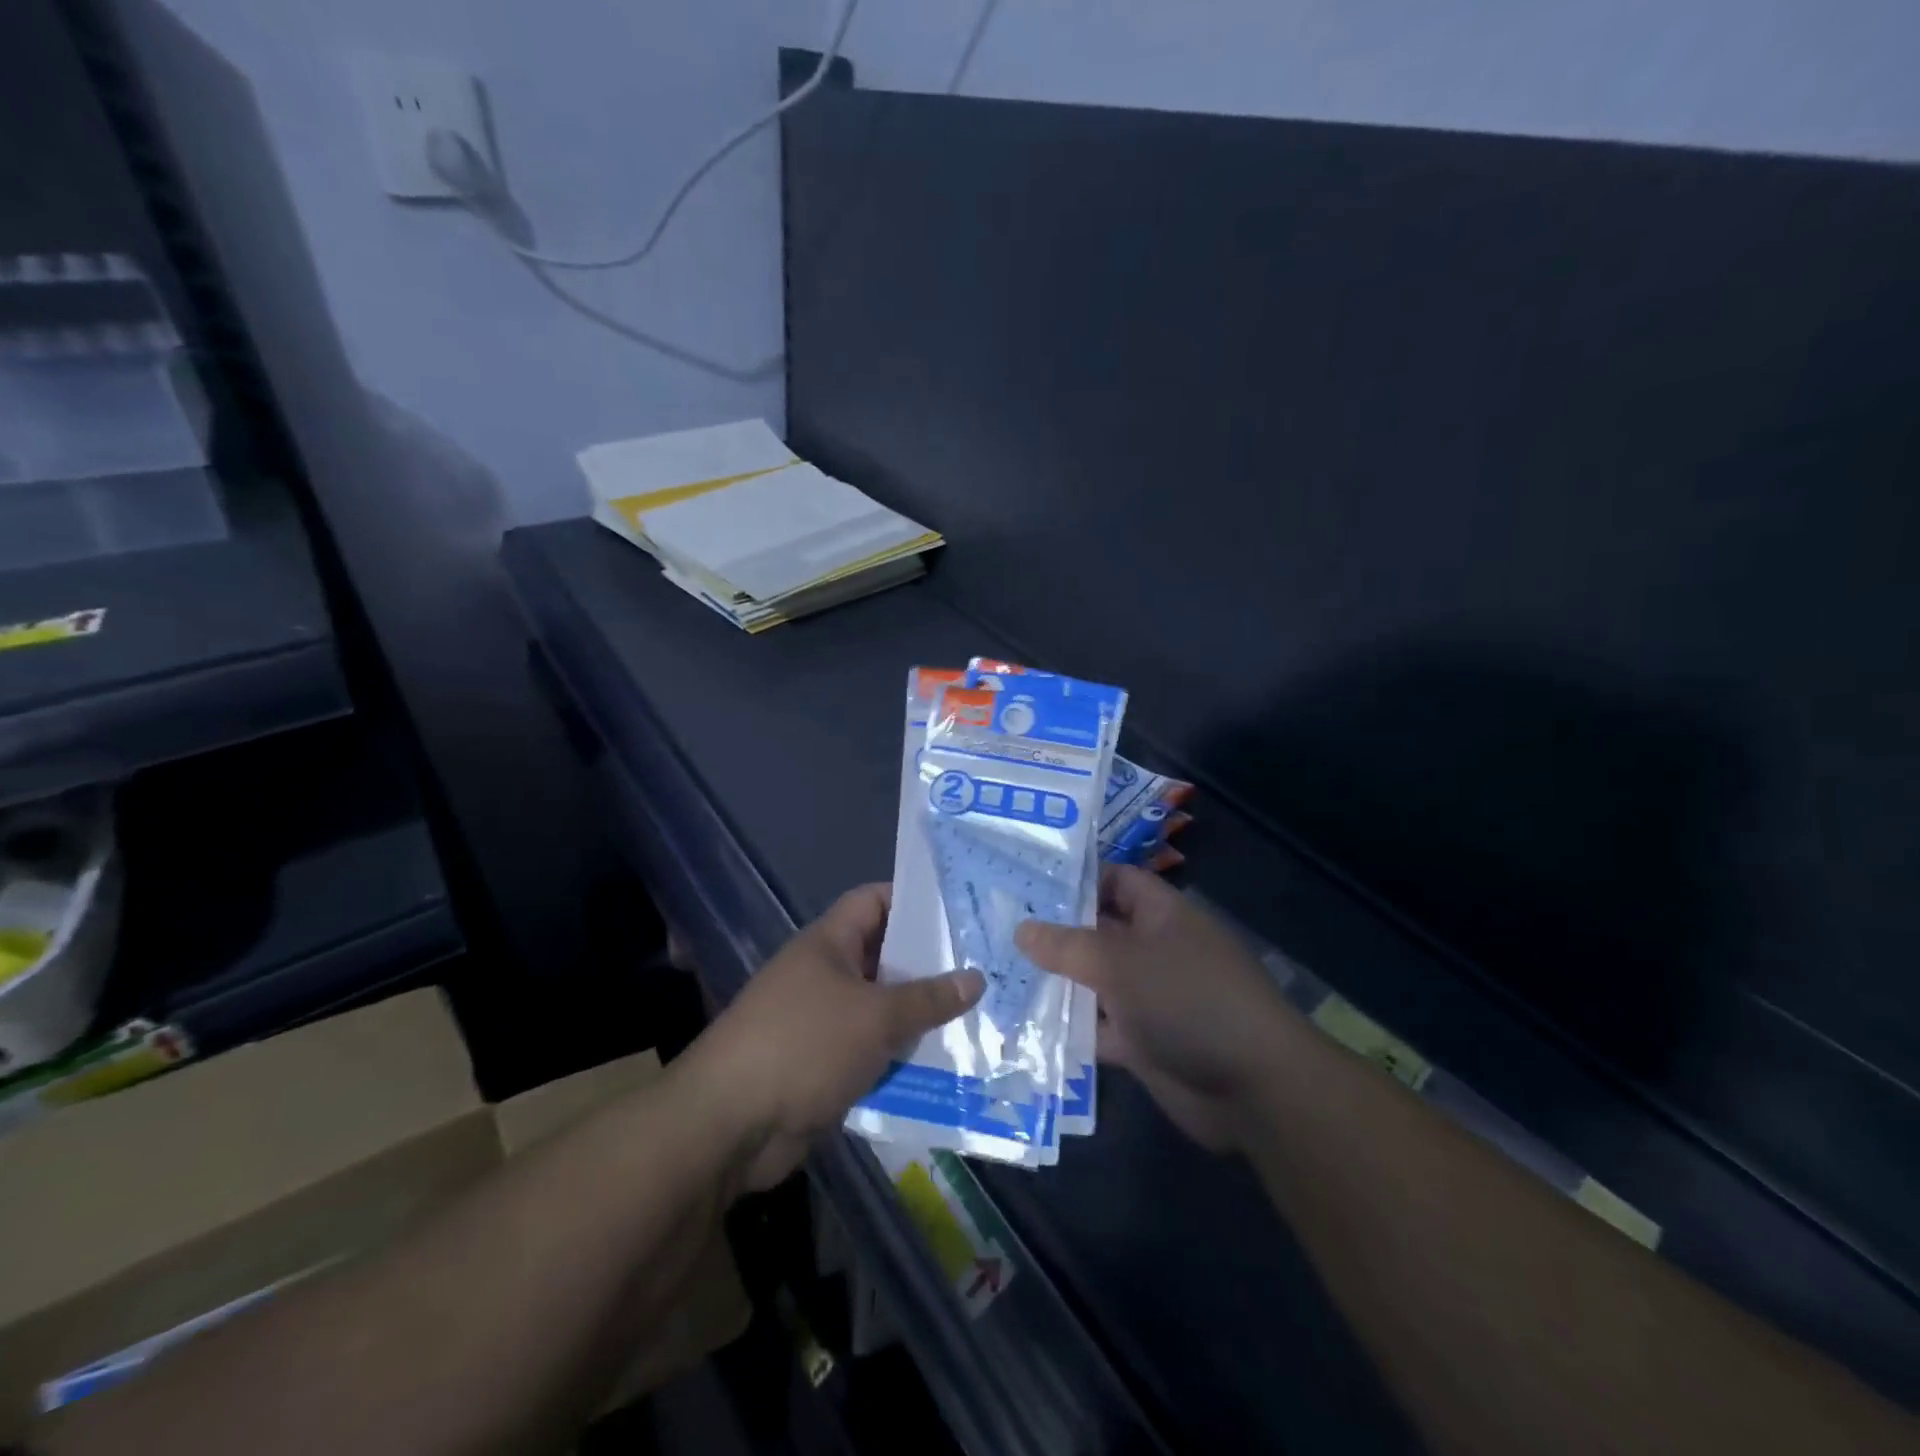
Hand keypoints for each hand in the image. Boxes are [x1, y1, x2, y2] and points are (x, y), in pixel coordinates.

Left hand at [682, 884, 983, 1191]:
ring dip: (919, 1017)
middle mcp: (824, 975)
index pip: (874, 901)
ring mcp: (822, 1022)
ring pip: (881, 1009)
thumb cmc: (804, 1045)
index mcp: (828, 943)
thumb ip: (927, 998)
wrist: (730, 1124)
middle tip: (984, 968)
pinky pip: (871, 1051)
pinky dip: (900, 1056)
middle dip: (929, 965)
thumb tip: (976, 978)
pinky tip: (944, 1065)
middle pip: (884, 957)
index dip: (913, 899)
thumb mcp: (875, 1016)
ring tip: (977, 1017)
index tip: (959, 911)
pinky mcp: (823, 1066)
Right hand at [1016, 865, 1295, 1151]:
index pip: (1116, 880)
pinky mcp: (1144, 1041)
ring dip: (1058, 981)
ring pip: (1095, 981)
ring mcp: (1150, 997)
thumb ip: (1067, 946)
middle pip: (1099, 931)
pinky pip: (1099, 1027)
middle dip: (1055, 932)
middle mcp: (1155, 949)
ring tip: (999, 971)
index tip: (1026, 880)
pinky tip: (1024, 1026)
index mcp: (1162, 914)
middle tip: (998, 927)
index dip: (1076, 879)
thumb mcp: (1120, 963)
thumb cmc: (1187, 1000)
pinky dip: (1071, 1028)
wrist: (1252, 1088)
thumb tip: (1022, 929)